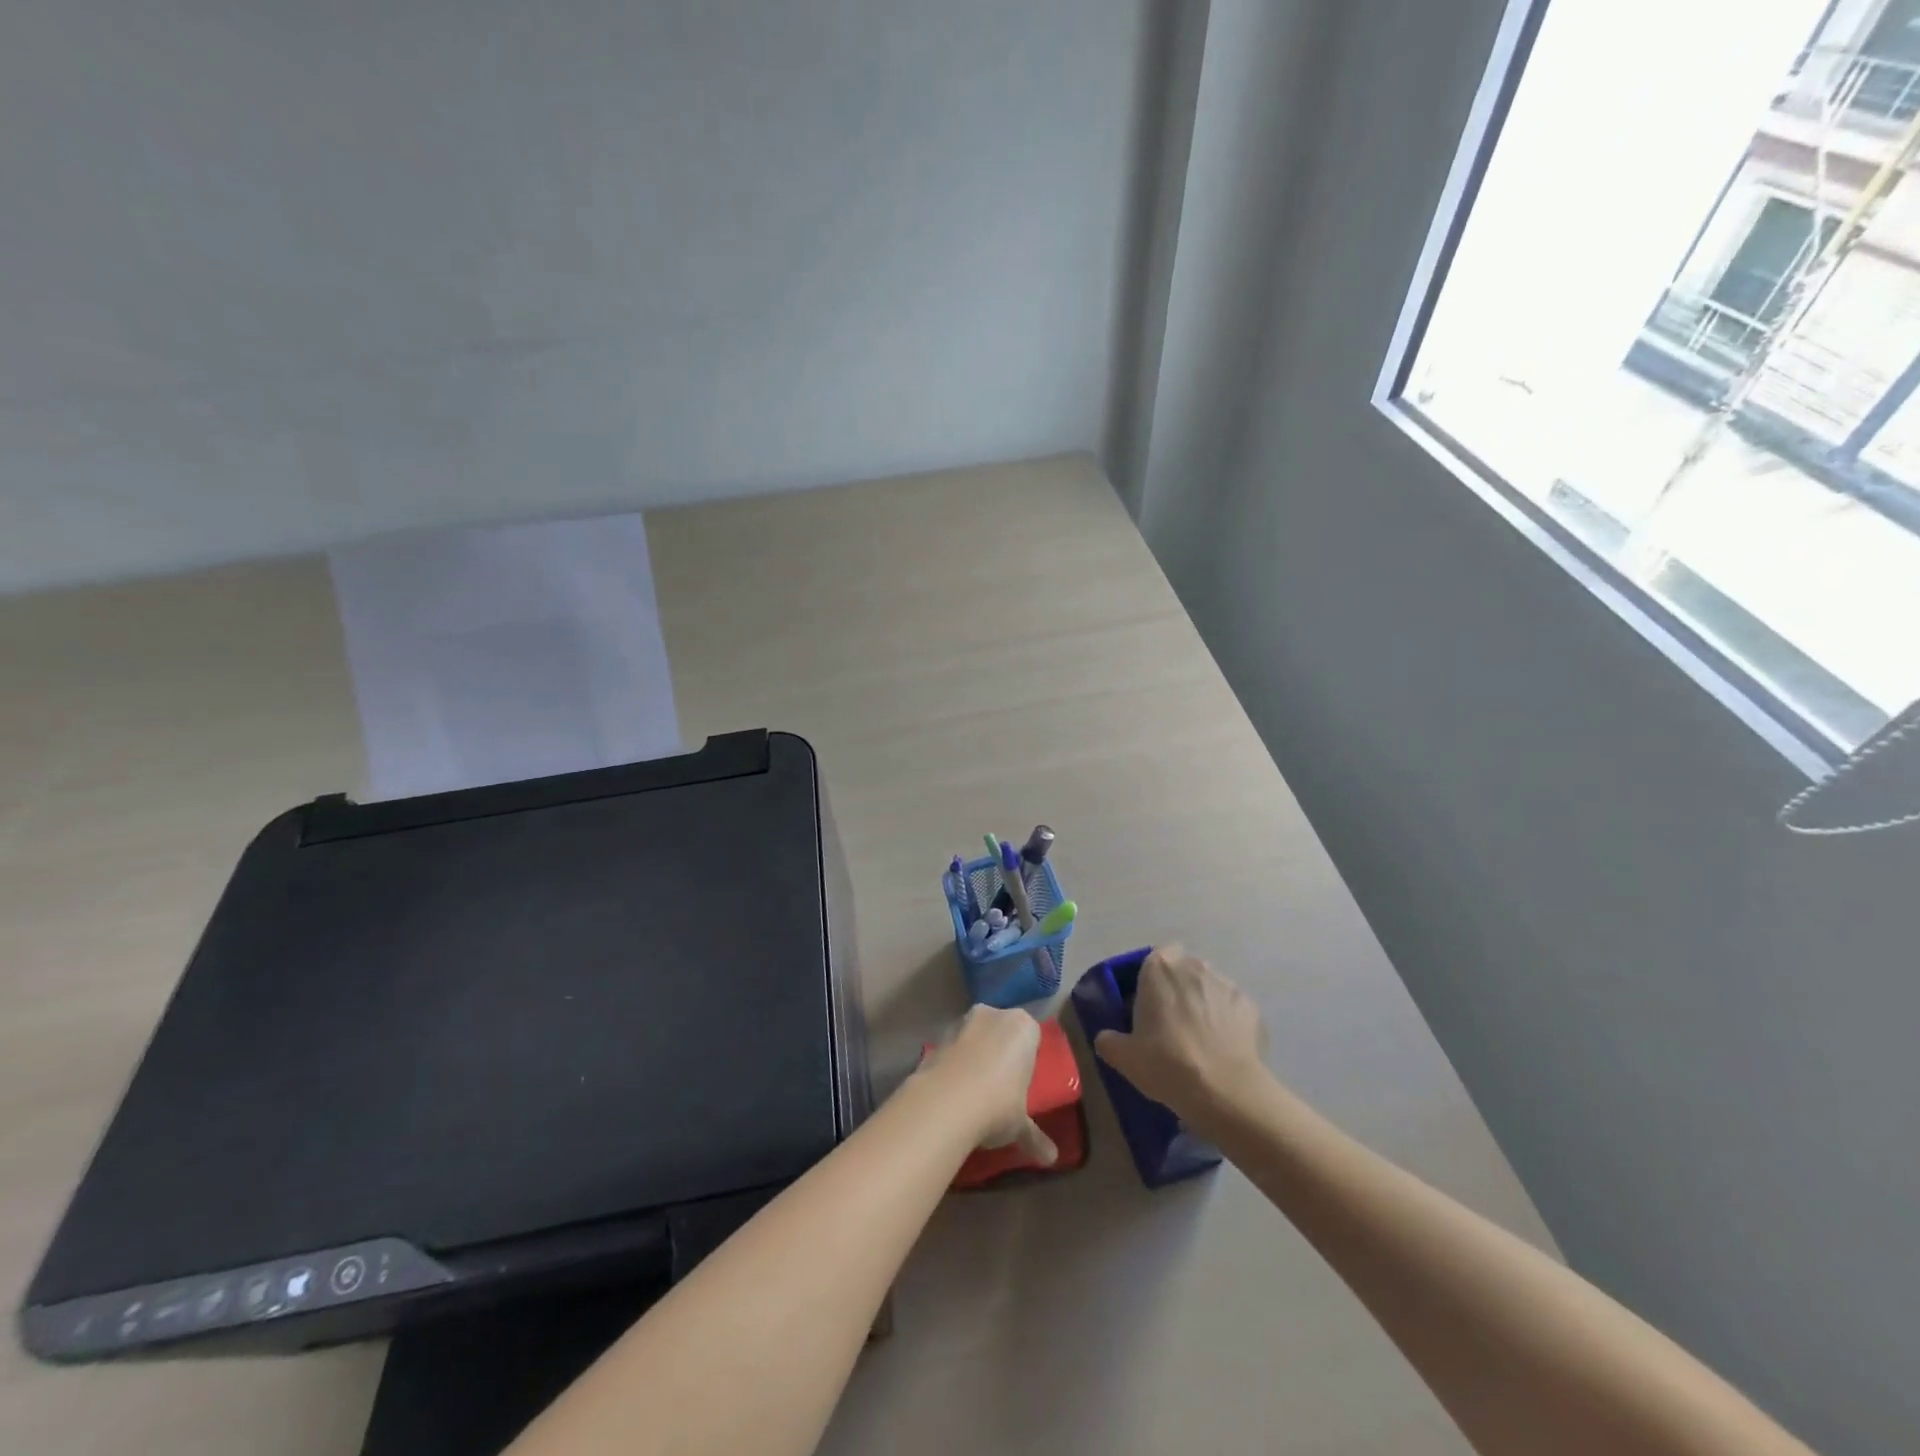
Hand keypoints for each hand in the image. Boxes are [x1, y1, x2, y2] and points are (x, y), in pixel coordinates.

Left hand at [917, 1005, 1056, 1165]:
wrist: (944, 1104)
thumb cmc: (997, 1105)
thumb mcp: (1020, 1125)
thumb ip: (1034, 1137)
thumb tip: (1051, 1158)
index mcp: (1022, 1026)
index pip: (1031, 1036)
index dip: (1027, 1058)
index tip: (1023, 1082)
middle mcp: (992, 1015)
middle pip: (1000, 1031)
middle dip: (999, 1052)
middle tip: (1000, 1087)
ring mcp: (960, 1023)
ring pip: (973, 1037)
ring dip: (973, 1057)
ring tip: (973, 1093)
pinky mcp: (935, 1039)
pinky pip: (950, 1051)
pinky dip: (952, 1066)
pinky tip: (951, 1094)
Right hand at [1093, 945, 1269, 1124]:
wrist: (1224, 1090)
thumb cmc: (1166, 1062)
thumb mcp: (1124, 1057)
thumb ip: (1109, 1041)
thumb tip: (1106, 1038)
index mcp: (1159, 967)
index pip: (1155, 957)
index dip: (1153, 979)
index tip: (1149, 1004)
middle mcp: (1194, 966)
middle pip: (1184, 970)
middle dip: (1179, 989)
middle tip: (1171, 1022)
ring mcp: (1226, 984)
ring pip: (1209, 987)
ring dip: (1204, 1003)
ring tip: (1200, 1039)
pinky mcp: (1251, 1006)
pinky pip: (1232, 1009)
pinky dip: (1228, 1022)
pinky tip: (1223, 1049)